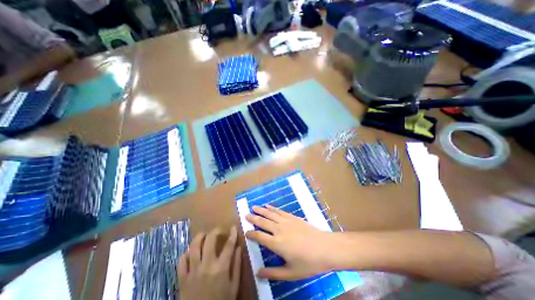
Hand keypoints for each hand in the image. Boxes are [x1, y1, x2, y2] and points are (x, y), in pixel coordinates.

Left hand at [178, 227, 240, 299]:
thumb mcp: (234, 287)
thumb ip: (237, 265)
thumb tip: (239, 248)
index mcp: (221, 268)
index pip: (229, 245)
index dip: (232, 234)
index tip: (234, 228)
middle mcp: (206, 266)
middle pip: (209, 240)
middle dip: (215, 231)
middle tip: (218, 230)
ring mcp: (192, 272)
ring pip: (194, 247)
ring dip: (199, 237)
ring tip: (204, 235)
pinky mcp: (182, 279)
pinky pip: (181, 261)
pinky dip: (186, 253)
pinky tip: (191, 252)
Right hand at [245, 205, 332, 279]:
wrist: (325, 247)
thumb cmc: (308, 263)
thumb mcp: (290, 273)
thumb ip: (273, 273)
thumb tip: (258, 272)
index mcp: (276, 243)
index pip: (259, 236)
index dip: (251, 234)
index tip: (245, 232)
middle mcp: (278, 230)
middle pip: (263, 222)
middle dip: (253, 218)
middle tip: (246, 215)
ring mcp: (286, 221)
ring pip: (270, 214)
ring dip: (261, 210)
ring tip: (253, 207)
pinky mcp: (292, 217)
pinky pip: (279, 211)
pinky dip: (272, 208)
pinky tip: (268, 206)